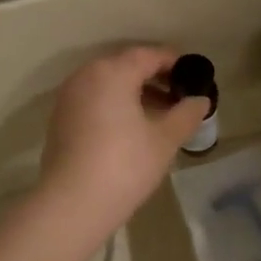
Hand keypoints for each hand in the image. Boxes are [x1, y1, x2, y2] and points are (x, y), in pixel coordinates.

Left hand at [39, 47, 208, 237]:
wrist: (72, 204)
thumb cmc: (125, 165)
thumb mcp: (164, 140)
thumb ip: (186, 114)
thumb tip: (201, 100)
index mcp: (112, 72)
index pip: (148, 55)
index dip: (174, 62)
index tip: (193, 75)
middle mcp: (85, 76)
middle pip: (125, 66)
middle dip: (154, 78)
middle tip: (179, 96)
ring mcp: (68, 97)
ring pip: (107, 84)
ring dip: (134, 92)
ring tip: (160, 115)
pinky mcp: (60, 119)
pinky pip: (93, 100)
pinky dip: (114, 105)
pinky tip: (131, 128)